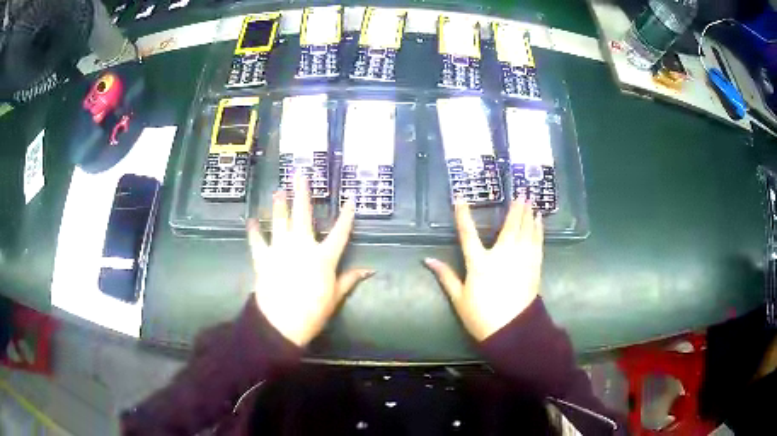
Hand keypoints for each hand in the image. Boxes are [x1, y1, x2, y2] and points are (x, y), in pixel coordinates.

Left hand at [247, 175, 372, 346]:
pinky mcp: (263, 257)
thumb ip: (350, 280)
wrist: (282, 322)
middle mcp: (302, 246)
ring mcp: (280, 249)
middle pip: (303, 215)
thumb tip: (370, 270)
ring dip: (279, 204)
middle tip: (299, 174)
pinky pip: (257, 240)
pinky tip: (251, 220)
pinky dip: (253, 230)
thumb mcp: (335, 297)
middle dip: (302, 193)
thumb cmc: (313, 312)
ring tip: (278, 190)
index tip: (351, 200)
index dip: (347, 216)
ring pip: (279, 221)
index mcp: (324, 257)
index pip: (340, 232)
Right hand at [425, 200, 543, 340]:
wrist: (512, 330)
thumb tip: (427, 260)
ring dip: (529, 214)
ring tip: (532, 201)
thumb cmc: (482, 316)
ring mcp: (521, 260)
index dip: (463, 215)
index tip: (460, 199)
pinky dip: (538, 229)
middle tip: (521, 192)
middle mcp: (502, 255)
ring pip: (526, 231)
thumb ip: (445, 276)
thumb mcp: (459, 298)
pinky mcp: (534, 266)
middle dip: (515, 208)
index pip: (467, 234)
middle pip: (509, 226)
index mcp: (480, 263)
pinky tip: (539, 221)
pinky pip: (537, 242)